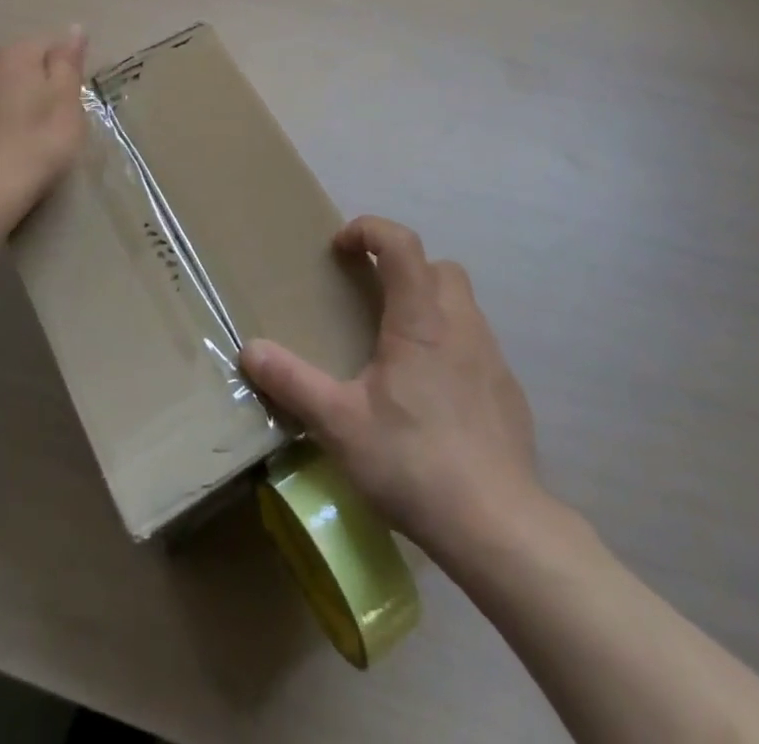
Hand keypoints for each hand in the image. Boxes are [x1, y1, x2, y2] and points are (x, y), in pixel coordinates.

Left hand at [0, 27, 89, 207]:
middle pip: (10, 68)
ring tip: (12, 143)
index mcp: (13, 56)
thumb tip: (74, 28)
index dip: (59, 72)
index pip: (44, 47)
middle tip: (42, 125)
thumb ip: (68, 63)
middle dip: (25, 88)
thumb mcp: (66, 103)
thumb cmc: (36, 143)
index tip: (66, 102)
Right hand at [241, 216, 550, 558]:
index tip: (342, 248)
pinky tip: (432, 392)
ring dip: (428, 304)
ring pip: (461, 304)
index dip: (370, 229)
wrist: (499, 528)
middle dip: (403, 266)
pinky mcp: (509, 391)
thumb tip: (249, 349)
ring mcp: (492, 357)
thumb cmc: (414, 462)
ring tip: (396, 346)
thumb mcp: (339, 424)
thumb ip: (293, 382)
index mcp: (421, 319)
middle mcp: (461, 324)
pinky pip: (476, 344)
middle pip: (438, 266)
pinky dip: (451, 345)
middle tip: (370, 296)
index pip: (401, 243)